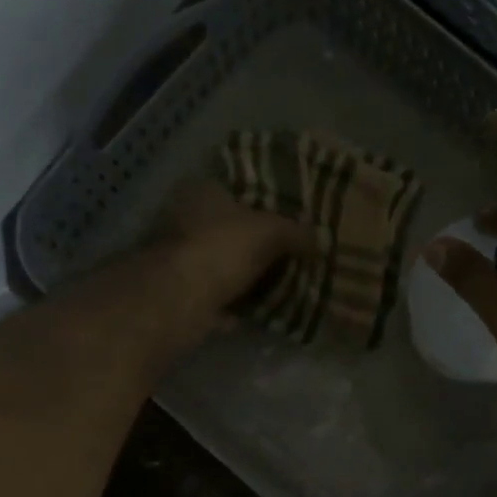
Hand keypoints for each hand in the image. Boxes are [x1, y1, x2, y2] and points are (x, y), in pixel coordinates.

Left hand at [148, 175, 306, 313]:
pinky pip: (220, 295)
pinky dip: (238, 302)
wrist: (179, 300)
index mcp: (204, 191)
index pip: (239, 186)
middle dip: (258, 242)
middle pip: (231, 227)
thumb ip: (295, 232)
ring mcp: (182, 258)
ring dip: (248, 274)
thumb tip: (318, 240)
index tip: (291, 216)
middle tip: (293, 252)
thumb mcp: (270, 231)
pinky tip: (262, 309)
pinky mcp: (182, 292)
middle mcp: (187, 219)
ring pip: (225, 263)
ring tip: (284, 282)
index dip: (266, 199)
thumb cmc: (222, 248)